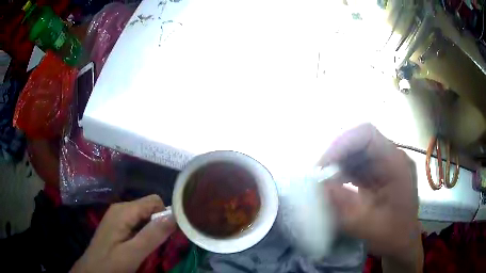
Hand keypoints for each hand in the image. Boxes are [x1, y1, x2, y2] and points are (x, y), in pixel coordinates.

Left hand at [71, 195, 175, 272]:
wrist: (93, 270)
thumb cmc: (111, 263)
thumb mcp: (133, 253)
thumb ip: (153, 235)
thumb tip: (175, 216)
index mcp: (123, 211)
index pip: (154, 201)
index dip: (165, 216)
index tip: (168, 236)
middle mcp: (121, 208)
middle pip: (149, 207)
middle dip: (158, 224)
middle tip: (157, 245)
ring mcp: (118, 215)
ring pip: (144, 216)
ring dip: (152, 230)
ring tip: (149, 247)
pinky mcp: (118, 223)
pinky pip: (137, 222)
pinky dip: (144, 232)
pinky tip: (141, 245)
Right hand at [318, 124, 422, 271]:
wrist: (402, 242)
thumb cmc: (392, 235)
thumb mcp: (368, 225)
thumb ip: (345, 205)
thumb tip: (320, 185)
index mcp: (396, 163)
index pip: (367, 134)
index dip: (342, 143)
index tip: (322, 165)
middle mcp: (391, 157)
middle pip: (359, 141)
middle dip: (336, 155)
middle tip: (318, 176)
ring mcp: (385, 165)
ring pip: (355, 152)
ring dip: (337, 165)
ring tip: (323, 183)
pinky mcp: (378, 174)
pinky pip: (356, 165)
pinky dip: (342, 173)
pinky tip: (334, 187)